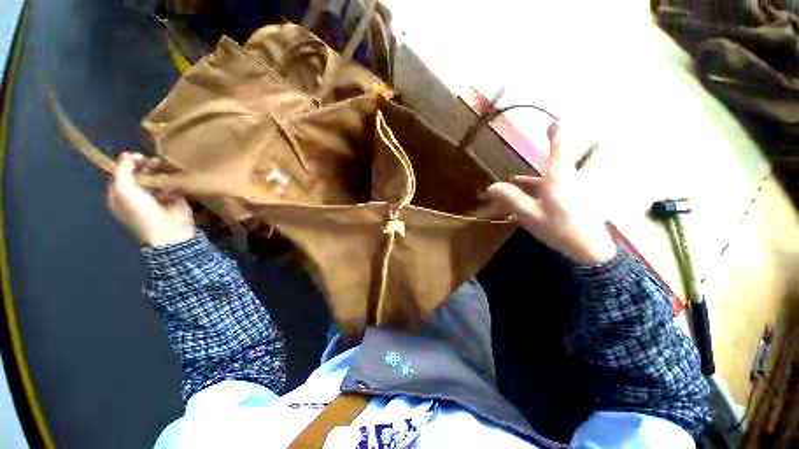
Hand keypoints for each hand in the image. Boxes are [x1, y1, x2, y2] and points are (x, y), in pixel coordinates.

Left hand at [107, 152, 194, 246]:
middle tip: (154, 161)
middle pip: (140, 174)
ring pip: (157, 177)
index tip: (139, 156)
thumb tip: (126, 154)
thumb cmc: (142, 212)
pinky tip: (176, 177)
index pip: (122, 173)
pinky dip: (174, 179)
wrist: (169, 230)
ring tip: (166, 166)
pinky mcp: (174, 197)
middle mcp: (137, 194)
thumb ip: (123, 170)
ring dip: (161, 171)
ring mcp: (156, 196)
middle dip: (146, 166)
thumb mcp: (124, 190)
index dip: (128, 163)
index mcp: (120, 195)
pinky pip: (173, 184)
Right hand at [487, 122, 615, 264]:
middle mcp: (569, 178)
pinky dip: (543, 187)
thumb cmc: (559, 229)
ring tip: (516, 182)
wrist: (590, 250)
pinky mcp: (577, 198)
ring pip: (553, 177)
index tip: (552, 122)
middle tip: (527, 158)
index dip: (556, 132)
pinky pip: (557, 187)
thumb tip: (491, 186)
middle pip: (553, 163)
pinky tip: (530, 196)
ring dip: (535, 178)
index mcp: (559, 178)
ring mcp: (575, 188)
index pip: (560, 147)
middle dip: (540, 159)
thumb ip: (511, 199)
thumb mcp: (529, 215)